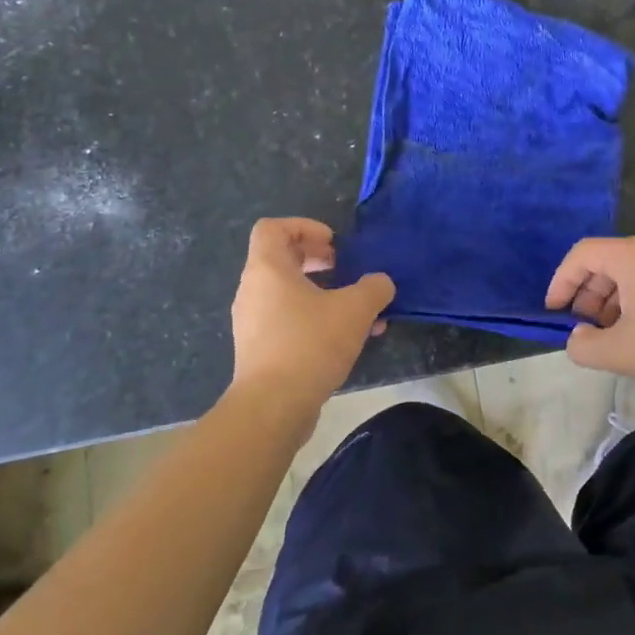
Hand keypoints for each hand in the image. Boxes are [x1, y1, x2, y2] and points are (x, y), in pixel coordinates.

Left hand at [227, 218, 394, 422]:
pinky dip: (315, 320)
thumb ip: (373, 288)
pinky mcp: (260, 350)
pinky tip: (348, 340)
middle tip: (345, 268)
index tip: (333, 243)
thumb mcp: (354, 310)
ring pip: (289, 293)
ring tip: (358, 310)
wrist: (272, 407)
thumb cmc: (309, 344)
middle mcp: (253, 290)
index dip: (304, 226)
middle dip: (317, 259)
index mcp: (268, 269)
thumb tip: (381, 282)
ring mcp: (252, 322)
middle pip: (281, 258)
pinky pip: (288, 321)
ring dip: (323, 293)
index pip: (273, 228)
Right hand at [545, 234, 634, 396]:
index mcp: (632, 255)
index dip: (561, 282)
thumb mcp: (621, 353)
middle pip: (607, 260)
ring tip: (611, 334)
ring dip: (612, 299)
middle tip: (583, 327)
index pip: (582, 254)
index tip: (554, 312)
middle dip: (587, 293)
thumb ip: (584, 346)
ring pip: (632, 270)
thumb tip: (578, 337)